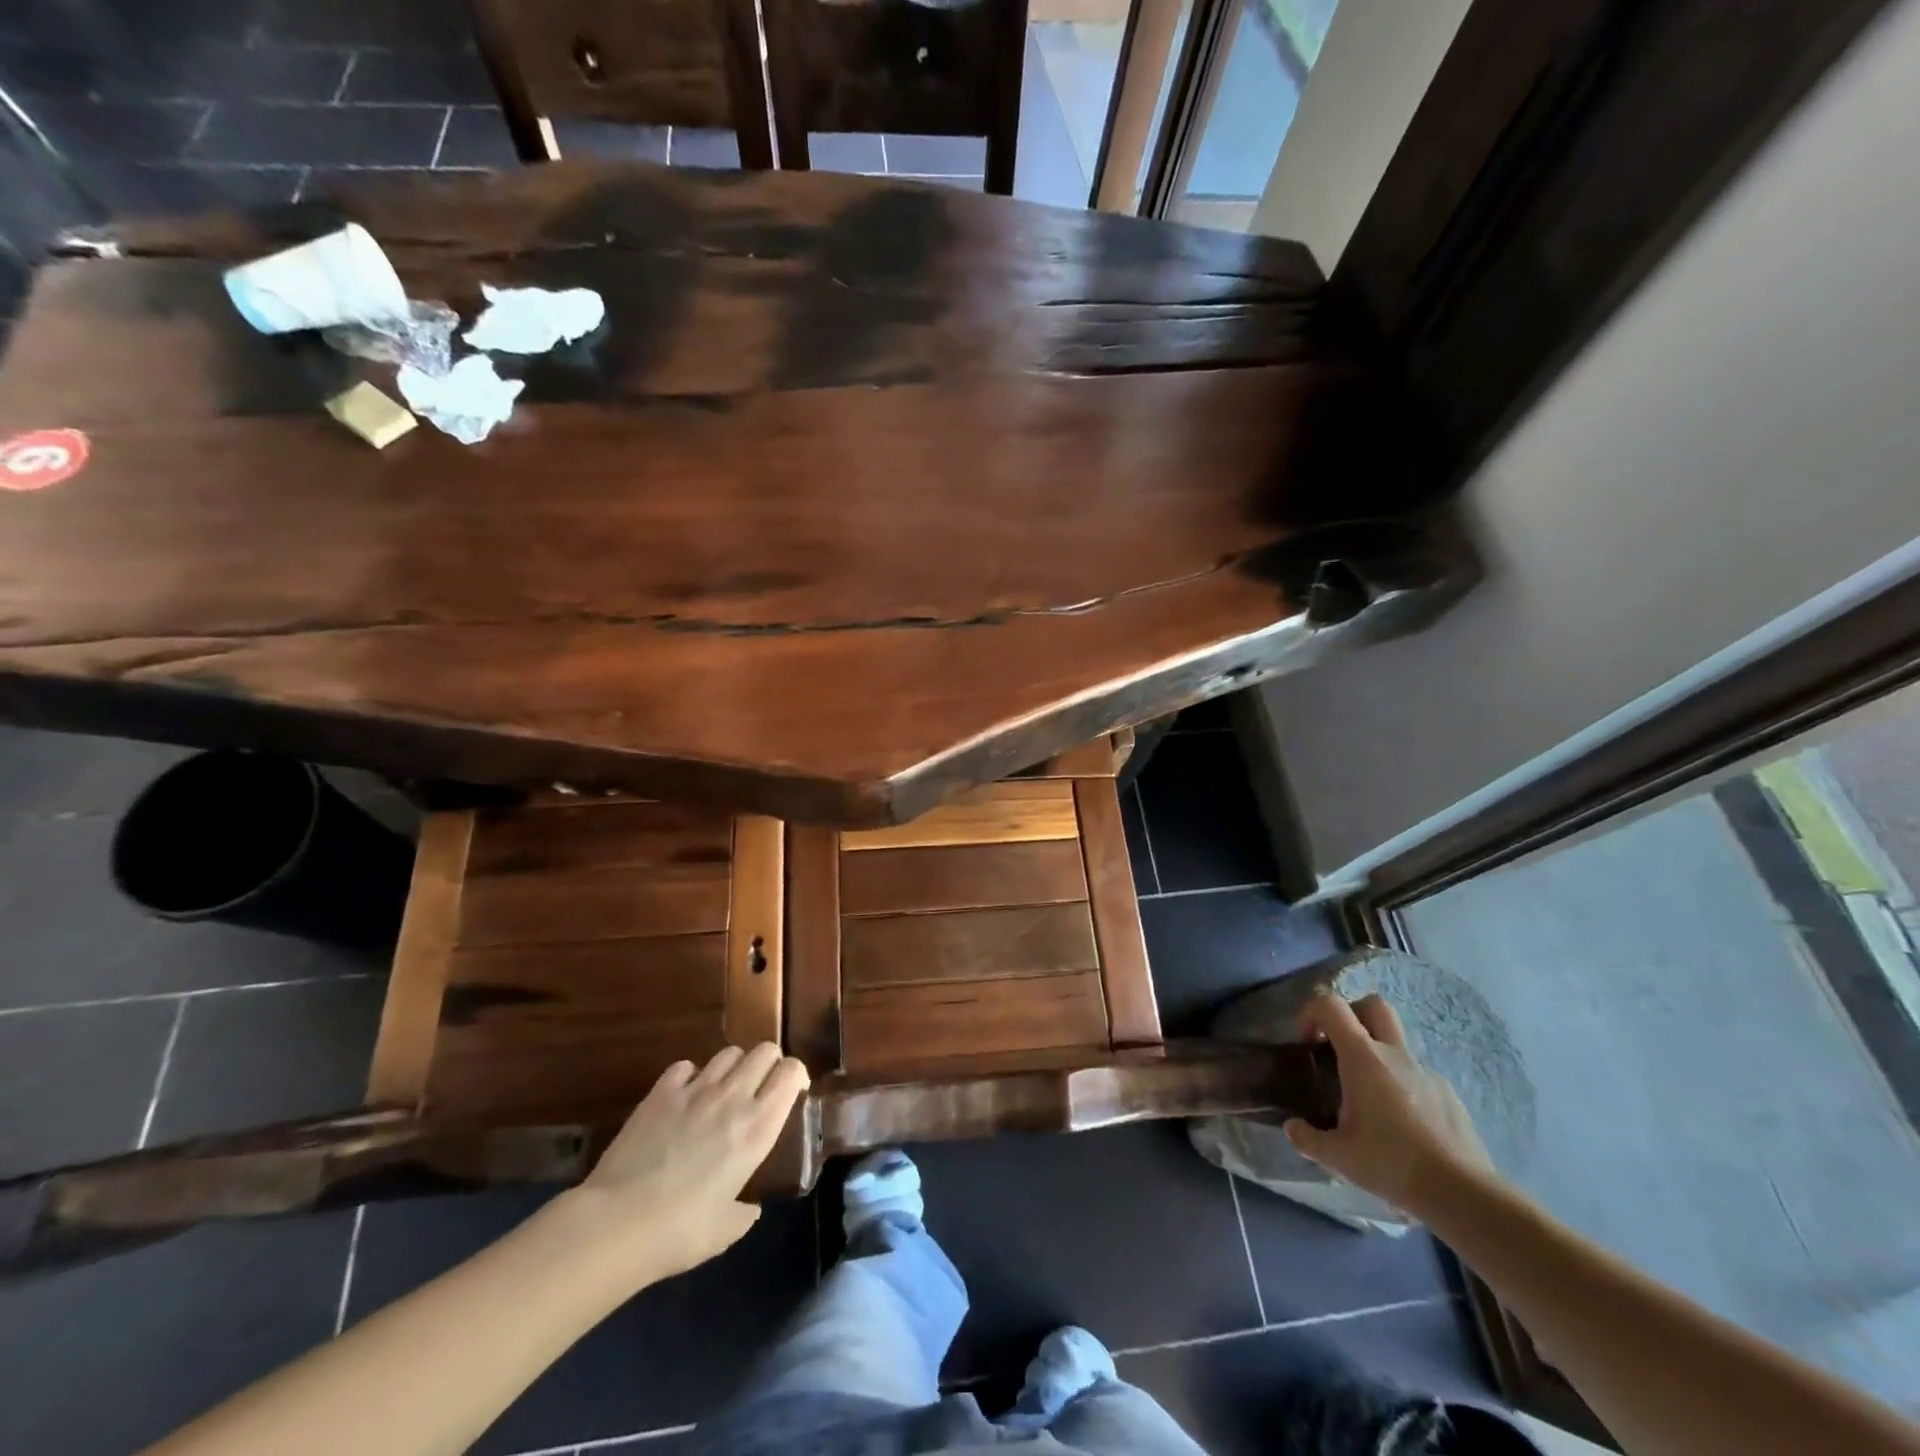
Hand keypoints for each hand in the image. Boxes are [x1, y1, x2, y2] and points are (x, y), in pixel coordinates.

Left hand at [560, 1044, 809, 1284]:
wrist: (616, 1223)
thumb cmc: (679, 1232)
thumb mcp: (726, 1230)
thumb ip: (745, 1211)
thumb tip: (750, 1206)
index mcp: (758, 1127)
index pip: (792, 1072)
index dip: (796, 1076)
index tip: (793, 1093)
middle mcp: (733, 1097)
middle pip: (765, 1050)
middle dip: (769, 1064)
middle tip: (761, 1089)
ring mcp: (695, 1089)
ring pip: (729, 1052)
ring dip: (734, 1067)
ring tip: (724, 1091)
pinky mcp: (661, 1092)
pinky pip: (686, 1066)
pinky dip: (691, 1076)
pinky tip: (685, 1096)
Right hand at [1284, 992, 1494, 1215]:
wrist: (1463, 1194)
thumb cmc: (1392, 1164)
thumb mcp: (1338, 1156)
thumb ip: (1308, 1138)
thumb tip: (1292, 1128)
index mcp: (1363, 1058)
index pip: (1331, 1005)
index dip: (1311, 1011)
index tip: (1306, 1041)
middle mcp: (1394, 1054)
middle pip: (1373, 1005)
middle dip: (1351, 1014)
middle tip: (1338, 1047)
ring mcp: (1425, 1072)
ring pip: (1395, 1043)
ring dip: (1376, 1055)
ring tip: (1368, 1098)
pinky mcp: (1447, 1094)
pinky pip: (1416, 1075)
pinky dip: (1400, 1085)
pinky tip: (1399, 1124)